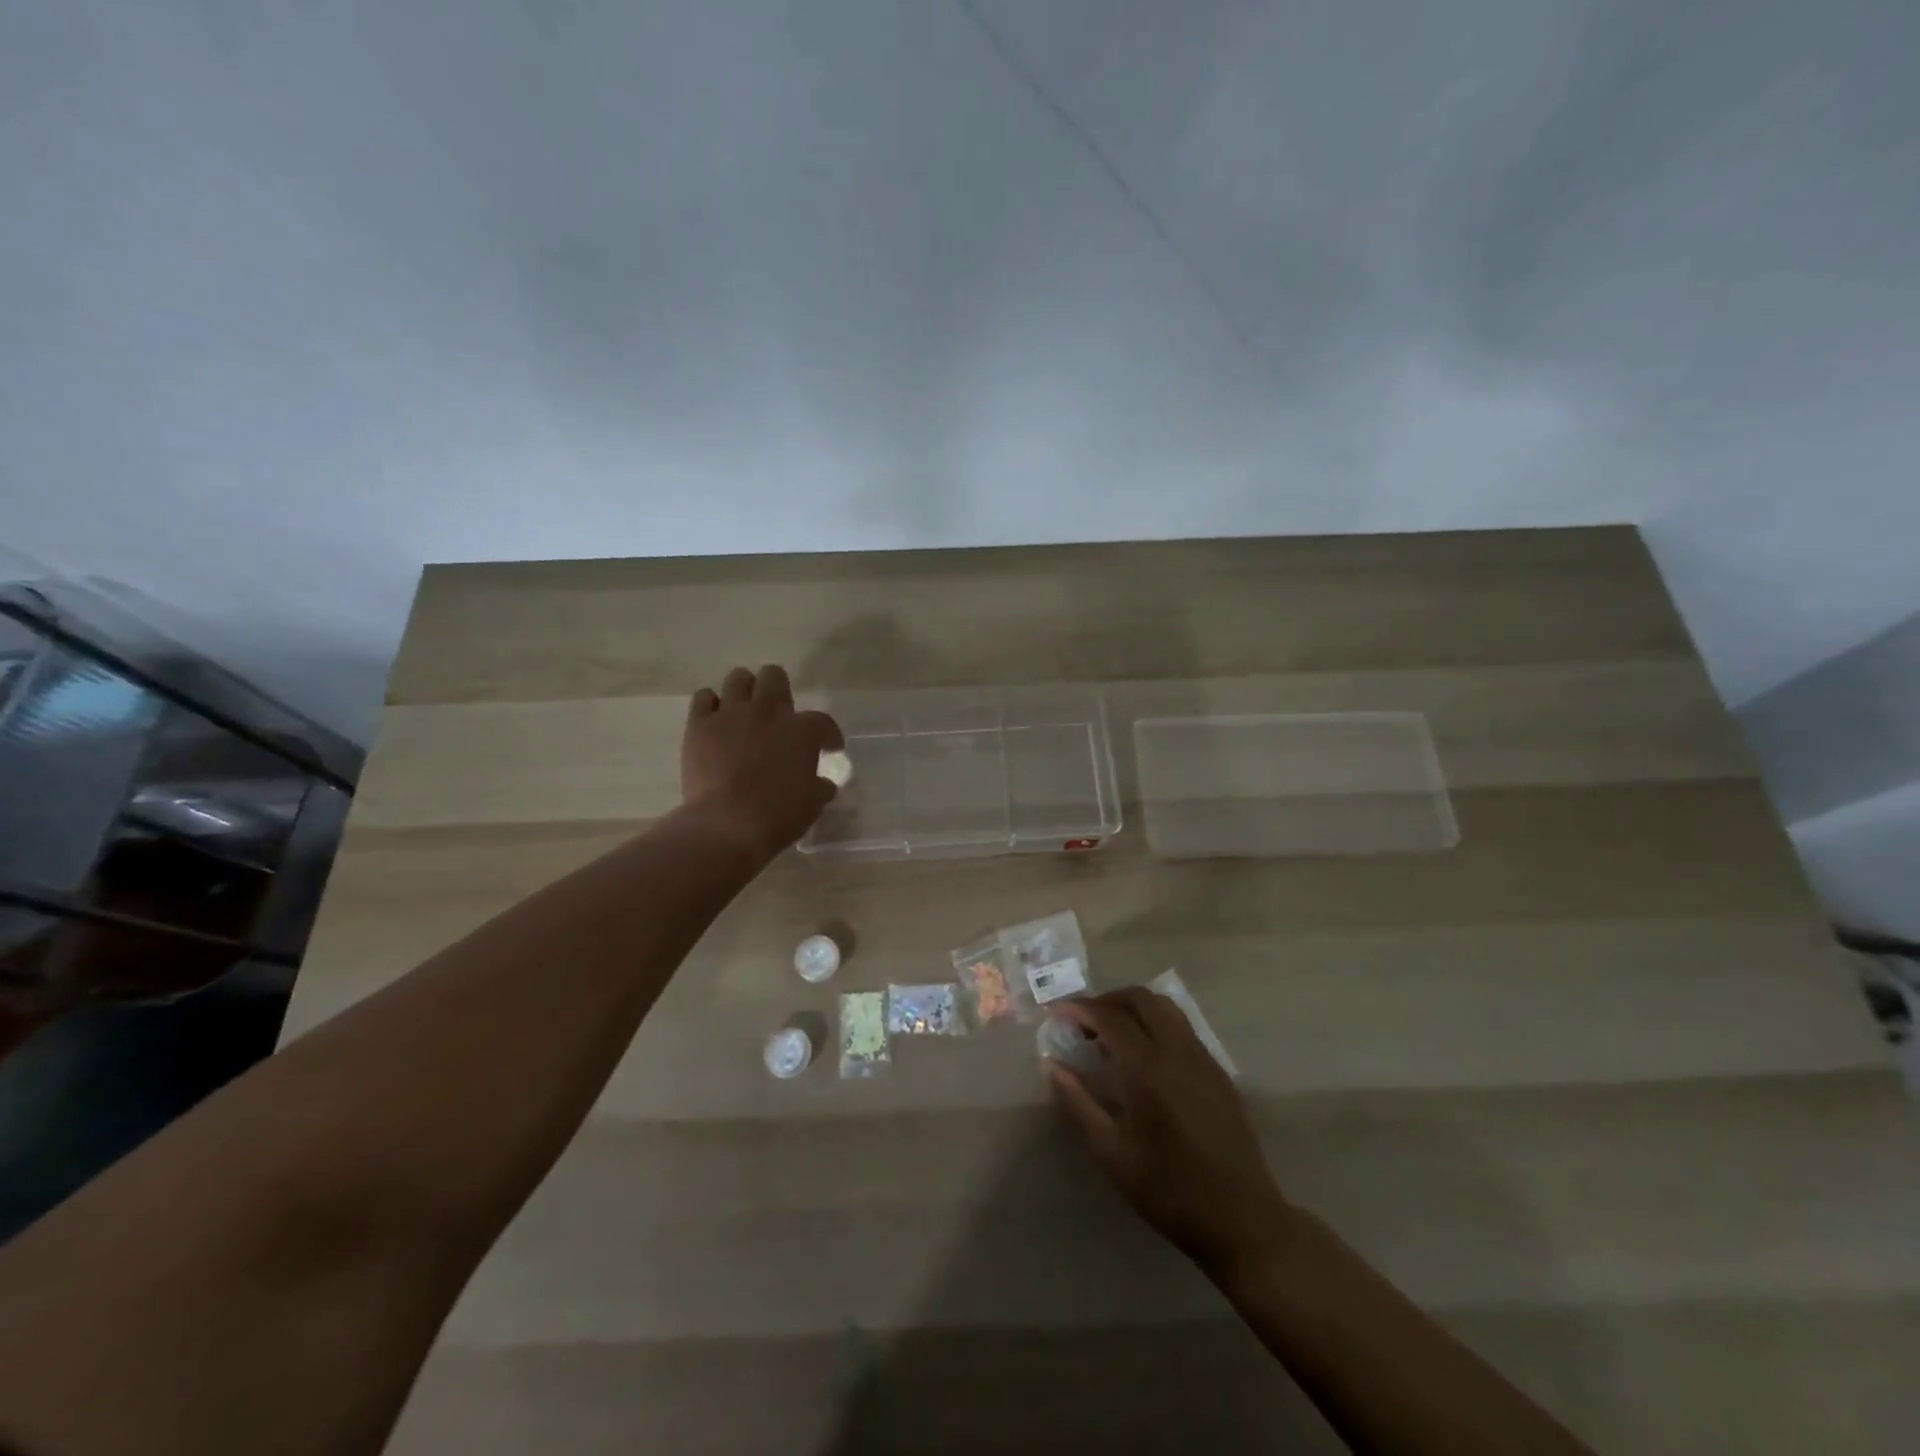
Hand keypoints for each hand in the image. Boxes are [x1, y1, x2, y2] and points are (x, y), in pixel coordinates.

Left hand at [682, 665, 843, 861]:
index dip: (828, 734)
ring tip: (745, 710)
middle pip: (774, 677)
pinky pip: (704, 698)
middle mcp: (767, 712)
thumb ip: (819, 788)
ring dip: (745, 690)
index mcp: (801, 731)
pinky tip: (715, 719)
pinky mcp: (699, 725)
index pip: (822, 721)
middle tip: (779, 712)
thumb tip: (824, 784)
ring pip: (738, 678)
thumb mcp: (811, 804)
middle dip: (780, 689)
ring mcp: (730, 714)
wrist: (727, 824)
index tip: (829, 747)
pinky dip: (711, 705)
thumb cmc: (778, 816)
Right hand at [1046, 988, 1294, 1275]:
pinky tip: (1146, 1058)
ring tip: (1113, 1034)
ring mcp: (1203, 1059)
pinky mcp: (1219, 1073)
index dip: (1080, 1008)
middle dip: (1109, 1000)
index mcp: (1147, 1068)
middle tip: (1086, 1020)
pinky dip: (1157, 1025)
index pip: (1109, 1017)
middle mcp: (1177, 1051)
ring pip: (1166, 1009)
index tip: (1058, 1012)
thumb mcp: (1111, 1153)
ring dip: (1135, 1008)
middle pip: (1141, 999)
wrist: (1242, 1220)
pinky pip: (1183, 1030)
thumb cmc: (1169, 1190)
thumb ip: (1078, 1102)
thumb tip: (1051, 1065)